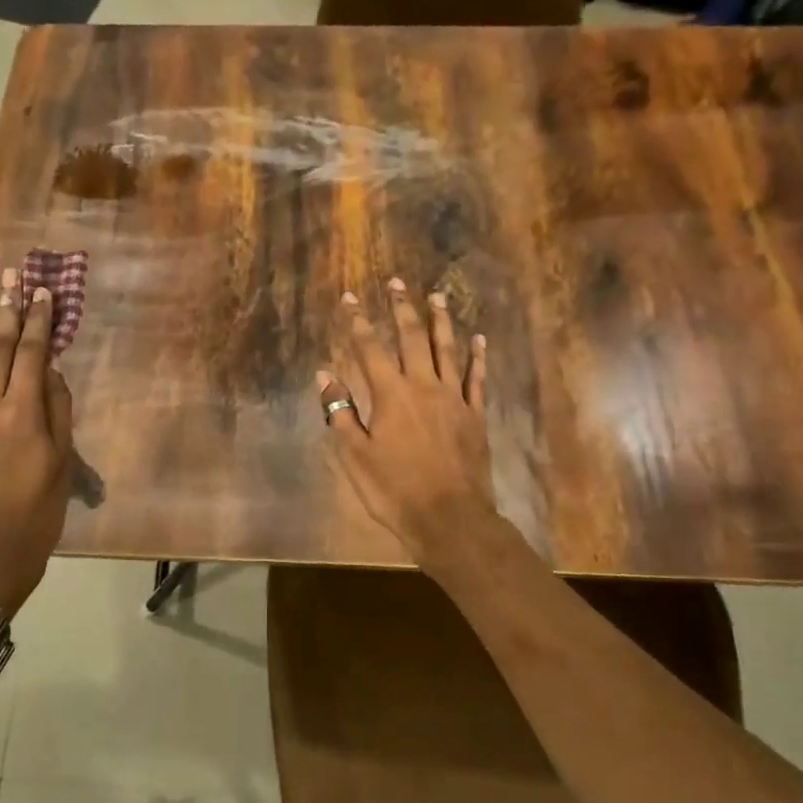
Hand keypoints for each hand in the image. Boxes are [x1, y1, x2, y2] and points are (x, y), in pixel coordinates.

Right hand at [317, 278, 493, 560]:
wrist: (450, 519)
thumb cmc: (394, 490)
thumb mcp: (355, 455)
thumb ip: (340, 412)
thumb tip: (324, 375)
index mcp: (390, 394)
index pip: (369, 348)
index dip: (357, 321)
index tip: (350, 297)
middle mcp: (423, 386)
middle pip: (411, 338)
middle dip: (401, 308)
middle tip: (397, 282)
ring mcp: (454, 399)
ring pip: (446, 350)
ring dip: (440, 321)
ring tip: (437, 296)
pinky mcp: (475, 415)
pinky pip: (476, 378)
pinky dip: (476, 357)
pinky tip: (478, 339)